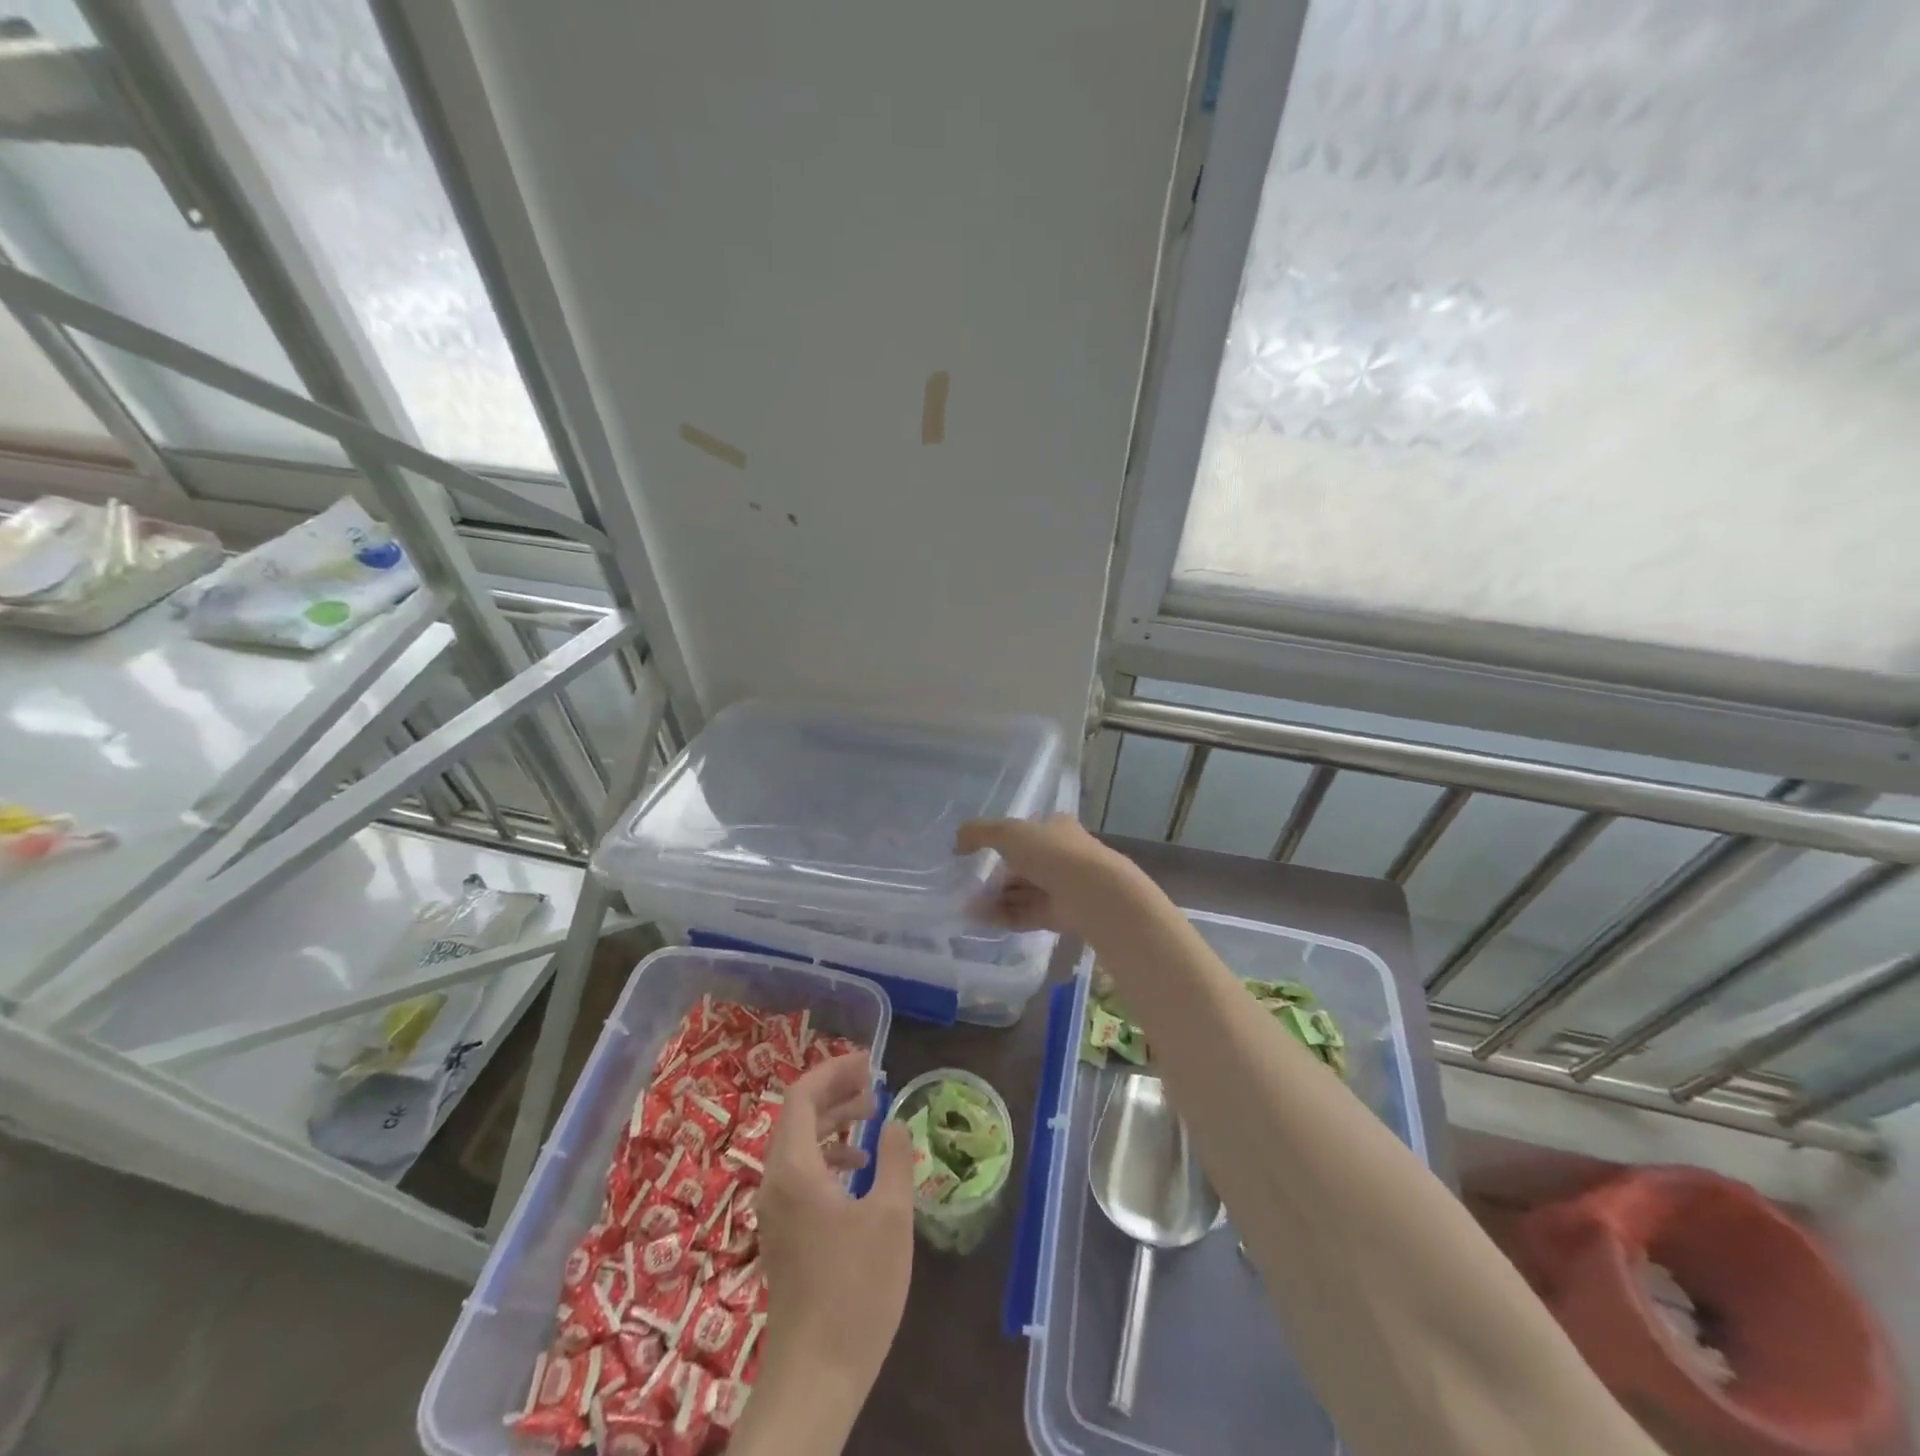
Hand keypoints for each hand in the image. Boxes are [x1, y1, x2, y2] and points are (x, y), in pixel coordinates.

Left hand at [754, 1054, 913, 1395]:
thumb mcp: (890, 1218)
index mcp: (793, 1169)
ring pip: (799, 1144)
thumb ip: (895, 1160)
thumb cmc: (855, 1291)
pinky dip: (828, 1154)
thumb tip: (895, 1123)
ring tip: (872, 1114)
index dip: (833, 1070)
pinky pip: (800, 1171)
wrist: (815, 1377)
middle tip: (874, 1081)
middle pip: (797, 1116)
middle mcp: (775, 1182)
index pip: (802, 1096)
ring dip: (833, 1121)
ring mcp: (775, 1210)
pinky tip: (860, 1167)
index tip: (869, 1061)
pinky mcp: (783, 1233)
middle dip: (835, 1090)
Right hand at [957, 813, 1148, 939]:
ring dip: (994, 898)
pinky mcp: (1061, 915)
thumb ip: (979, 833)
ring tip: (967, 906)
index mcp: (1055, 828)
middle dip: (994, 876)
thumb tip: (956, 841)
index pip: (1025, 833)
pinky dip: (1003, 916)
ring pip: (1022, 892)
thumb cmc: (1052, 853)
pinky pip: (1026, 914)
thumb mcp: (1009, 833)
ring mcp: (1062, 887)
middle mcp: (1060, 855)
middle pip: (1021, 866)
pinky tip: (980, 919)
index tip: (974, 854)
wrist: (1094, 894)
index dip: (1000, 842)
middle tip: (966, 886)